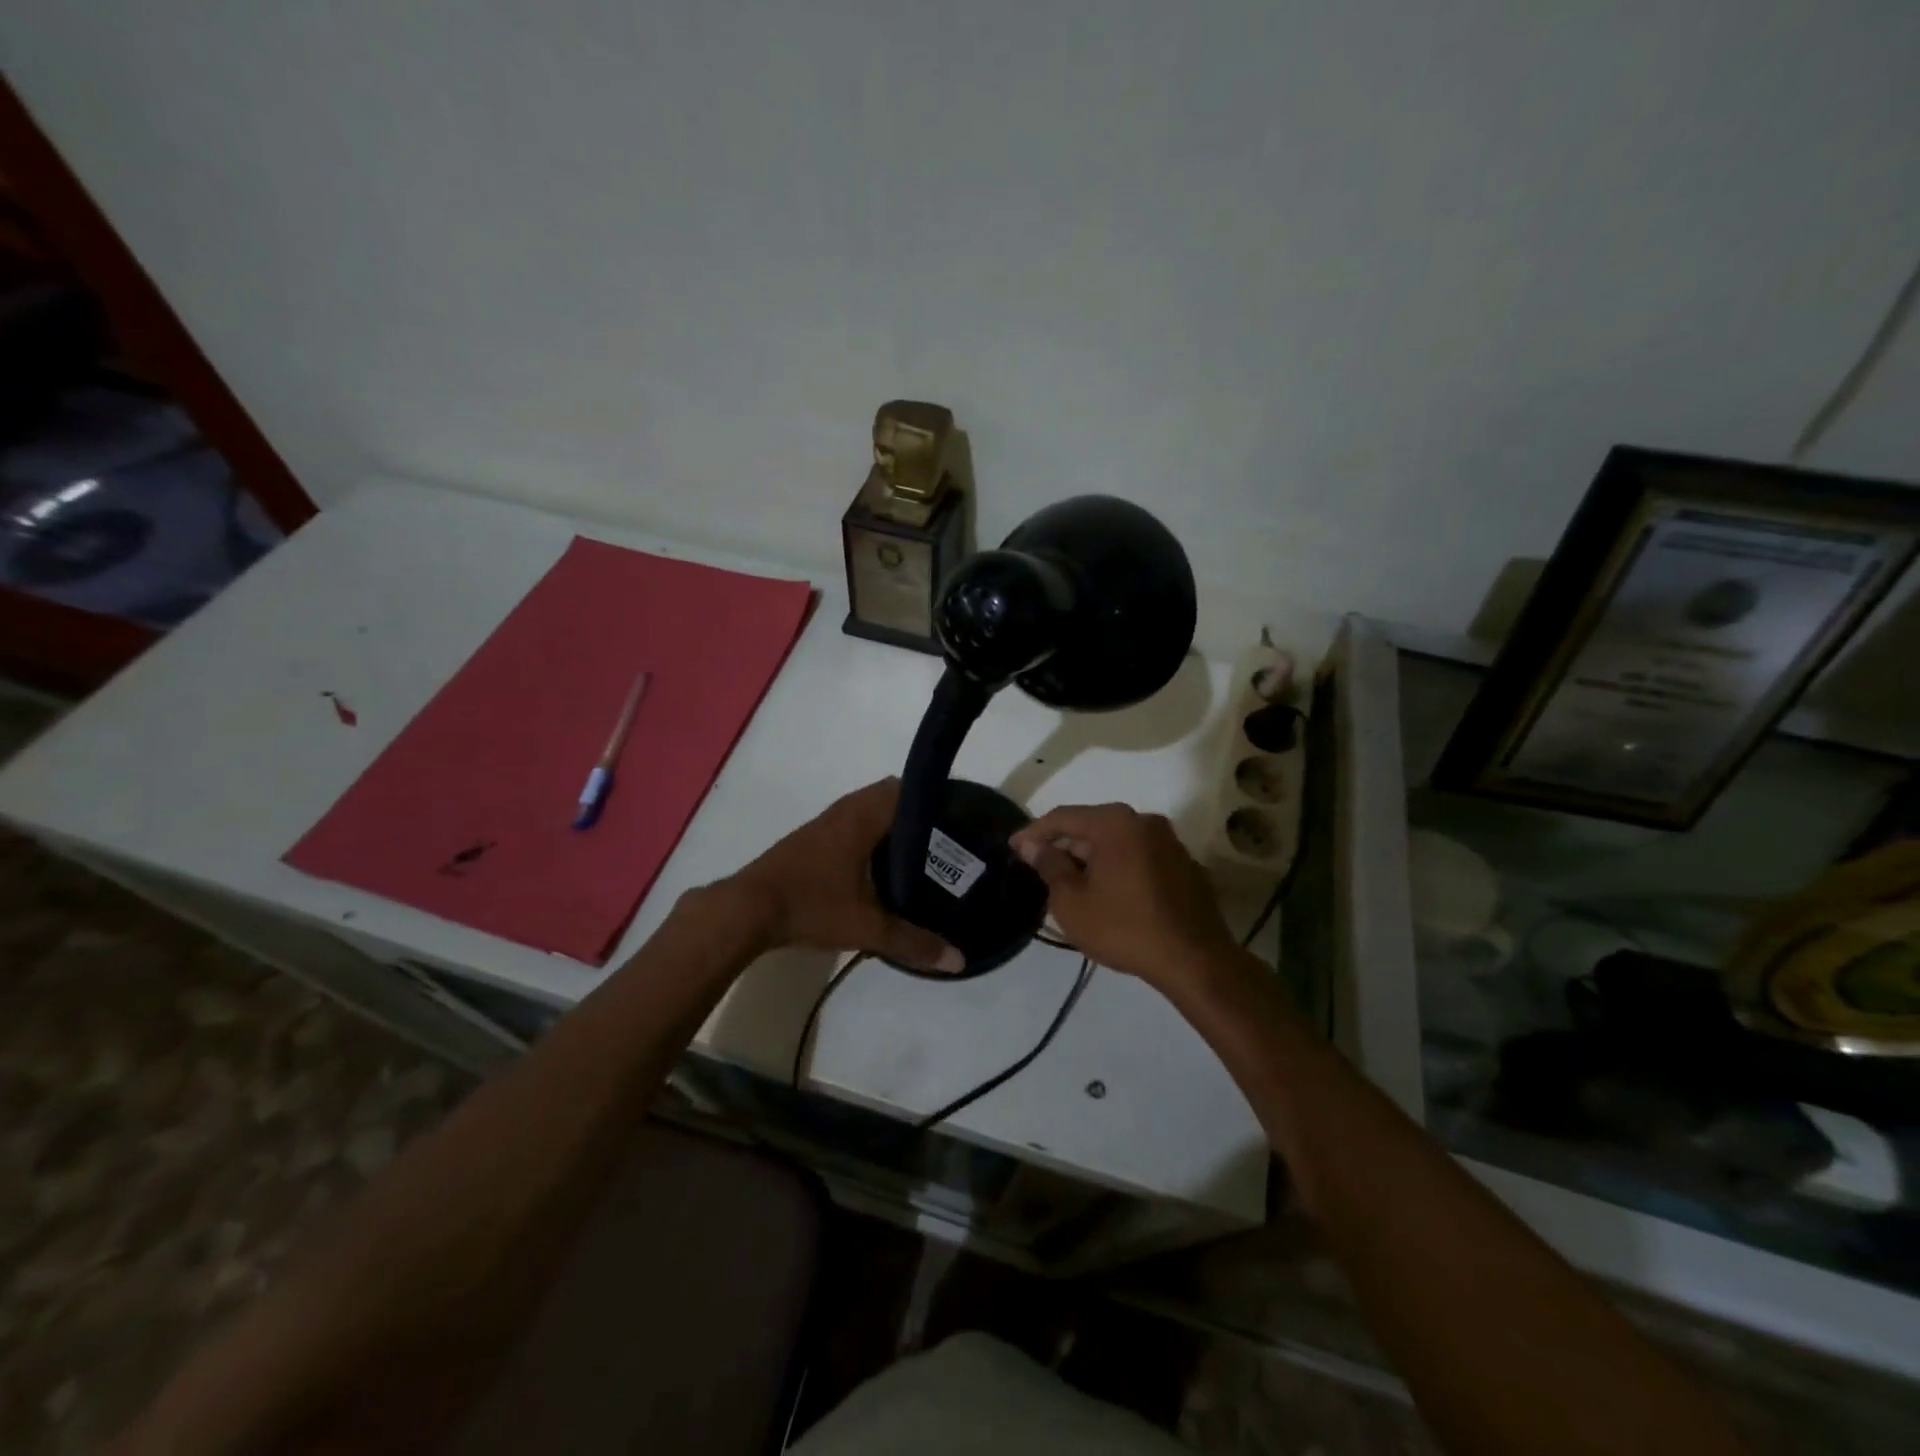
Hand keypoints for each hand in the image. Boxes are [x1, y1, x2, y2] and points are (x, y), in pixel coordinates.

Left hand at [725, 779, 964, 972]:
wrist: (746, 910)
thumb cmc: (811, 906)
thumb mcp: (867, 927)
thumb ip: (913, 942)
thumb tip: (959, 961)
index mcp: (862, 817)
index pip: (907, 789)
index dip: (934, 799)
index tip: (958, 818)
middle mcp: (844, 810)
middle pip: (889, 797)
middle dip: (916, 815)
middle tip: (944, 841)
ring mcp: (824, 823)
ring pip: (867, 811)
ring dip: (890, 825)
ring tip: (919, 854)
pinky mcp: (810, 840)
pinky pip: (850, 824)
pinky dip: (870, 835)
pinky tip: (878, 868)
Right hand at [1009, 803, 1235, 987]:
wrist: (1195, 960)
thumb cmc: (1125, 927)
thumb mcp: (1073, 902)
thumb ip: (1050, 866)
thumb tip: (1035, 847)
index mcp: (1115, 822)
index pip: (1063, 817)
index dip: (1034, 832)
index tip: (1013, 847)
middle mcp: (1144, 821)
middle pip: (1092, 826)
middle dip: (1064, 845)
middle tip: (1039, 866)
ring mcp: (1169, 842)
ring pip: (1117, 842)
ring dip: (1091, 857)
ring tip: (1070, 881)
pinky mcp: (1184, 864)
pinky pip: (1139, 856)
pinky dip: (1118, 867)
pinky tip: (1107, 891)